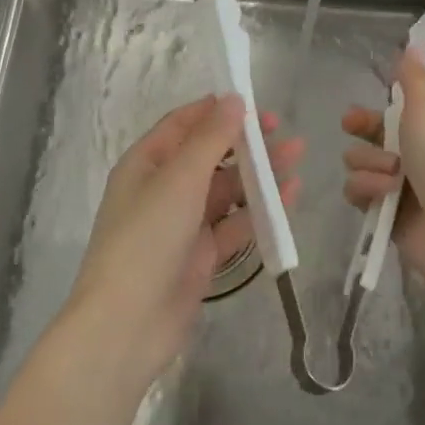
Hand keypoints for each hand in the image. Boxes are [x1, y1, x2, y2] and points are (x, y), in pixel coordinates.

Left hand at [65, 95, 302, 392]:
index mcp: (146, 164)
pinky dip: (260, 210)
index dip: (215, 111)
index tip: (253, 101)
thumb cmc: (147, 238)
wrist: (127, 325)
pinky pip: (235, 223)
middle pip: (209, 155)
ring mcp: (183, 224)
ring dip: (259, 173)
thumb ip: (211, 138)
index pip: (182, 125)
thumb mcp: (179, 179)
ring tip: (297, 155)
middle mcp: (163, 189)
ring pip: (227, 189)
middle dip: (244, 141)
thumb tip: (233, 99)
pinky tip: (290, 195)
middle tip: (282, 129)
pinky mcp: (202, 255)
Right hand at [341, 49, 424, 292]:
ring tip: (392, 177)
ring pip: (358, 163)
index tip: (357, 110)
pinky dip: (368, 191)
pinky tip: (384, 196)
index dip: (371, 110)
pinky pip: (357, 193)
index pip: (391, 112)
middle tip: (352, 129)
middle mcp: (412, 153)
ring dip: (370, 165)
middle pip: (369, 136)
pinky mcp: (385, 214)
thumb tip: (413, 43)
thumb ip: (414, 78)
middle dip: (361, 132)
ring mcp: (398, 185)